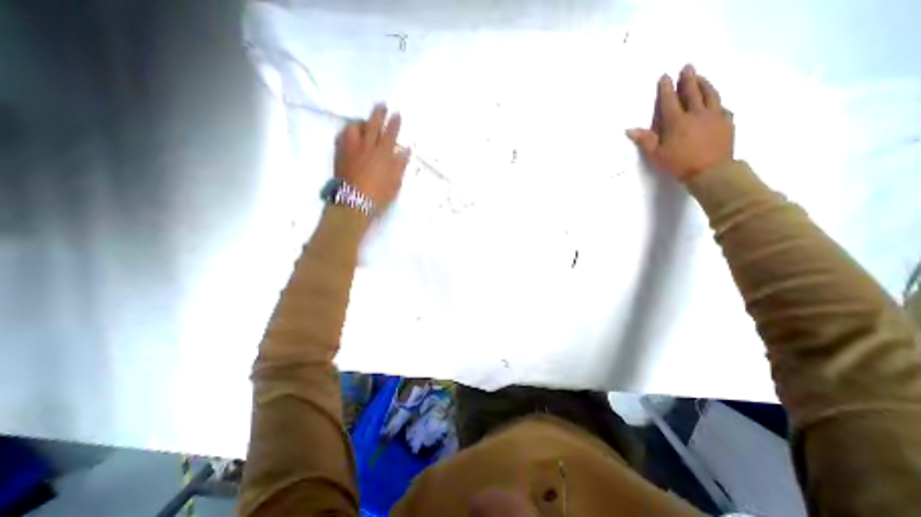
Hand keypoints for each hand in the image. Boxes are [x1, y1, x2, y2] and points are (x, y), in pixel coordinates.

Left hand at [335, 104, 409, 211]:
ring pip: (355, 127)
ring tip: (363, 122)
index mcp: (384, 155)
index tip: (397, 113)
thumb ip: (400, 165)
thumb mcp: (395, 183)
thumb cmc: (379, 196)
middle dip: (378, 113)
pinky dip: (347, 132)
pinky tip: (349, 133)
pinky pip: (341, 136)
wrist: (354, 202)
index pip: (391, 134)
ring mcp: (352, 149)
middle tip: (381, 105)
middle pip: (373, 125)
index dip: (394, 123)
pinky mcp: (340, 153)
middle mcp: (368, 147)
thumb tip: (406, 150)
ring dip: (360, 122)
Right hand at [626, 64, 734, 180]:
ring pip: (710, 94)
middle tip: (687, 67)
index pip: (669, 101)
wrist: (711, 171)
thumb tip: (630, 130)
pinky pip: (722, 106)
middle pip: (692, 92)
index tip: (665, 76)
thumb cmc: (679, 163)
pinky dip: (716, 101)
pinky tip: (715, 102)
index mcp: (677, 122)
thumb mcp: (656, 155)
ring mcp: (714, 115)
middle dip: (688, 78)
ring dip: (704, 83)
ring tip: (701, 76)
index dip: (666, 88)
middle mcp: (696, 113)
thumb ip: (645, 140)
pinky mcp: (726, 121)